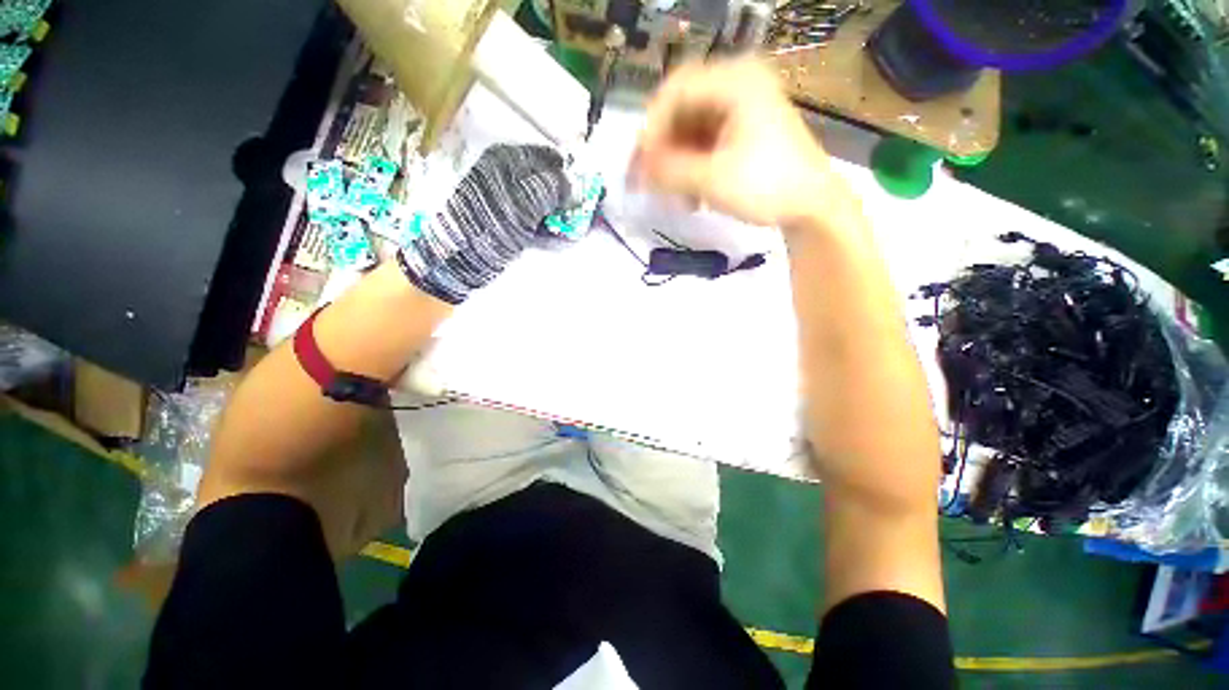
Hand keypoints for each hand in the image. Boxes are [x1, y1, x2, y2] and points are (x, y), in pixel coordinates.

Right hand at [630, 59, 834, 228]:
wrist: (811, 207)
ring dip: (675, 164)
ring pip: (689, 131)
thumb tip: (637, 169)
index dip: (651, 129)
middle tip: (645, 181)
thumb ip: (669, 171)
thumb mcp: (712, 179)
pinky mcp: (740, 132)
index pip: (675, 92)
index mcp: (735, 81)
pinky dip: (690, 169)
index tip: (640, 165)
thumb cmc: (766, 187)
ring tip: (672, 197)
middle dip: (661, 150)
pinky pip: (703, 144)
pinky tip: (690, 195)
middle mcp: (736, 85)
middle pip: (681, 111)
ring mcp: (739, 109)